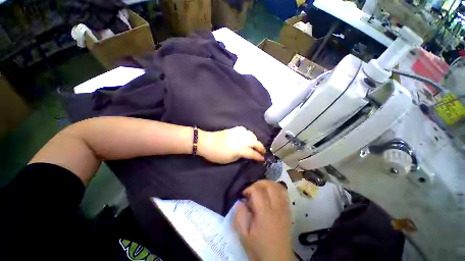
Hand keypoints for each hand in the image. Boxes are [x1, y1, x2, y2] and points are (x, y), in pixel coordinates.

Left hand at [198, 126, 265, 163]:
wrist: (206, 142)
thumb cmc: (217, 154)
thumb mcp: (229, 160)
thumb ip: (240, 157)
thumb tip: (246, 155)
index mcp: (241, 149)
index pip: (253, 154)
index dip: (259, 157)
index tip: (263, 160)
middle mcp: (243, 140)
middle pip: (256, 143)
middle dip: (261, 148)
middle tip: (263, 152)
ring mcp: (239, 133)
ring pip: (252, 135)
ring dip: (256, 140)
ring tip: (256, 144)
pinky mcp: (234, 129)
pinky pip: (246, 131)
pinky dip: (249, 134)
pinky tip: (248, 137)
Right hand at [234, 180, 291, 260]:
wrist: (276, 258)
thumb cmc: (258, 248)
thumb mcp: (243, 236)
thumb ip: (240, 218)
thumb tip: (240, 203)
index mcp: (265, 214)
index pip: (259, 191)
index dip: (249, 189)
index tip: (242, 196)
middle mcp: (278, 209)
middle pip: (272, 186)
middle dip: (260, 183)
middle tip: (250, 191)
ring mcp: (285, 211)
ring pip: (281, 189)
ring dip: (270, 186)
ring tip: (260, 192)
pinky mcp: (289, 214)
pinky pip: (285, 197)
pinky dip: (278, 192)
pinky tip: (270, 199)